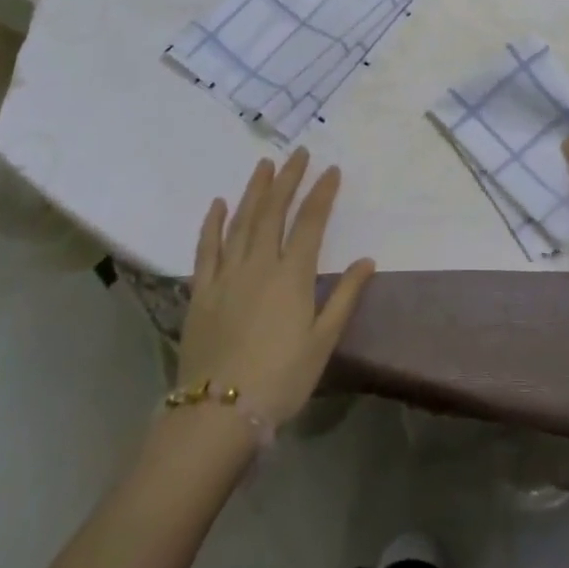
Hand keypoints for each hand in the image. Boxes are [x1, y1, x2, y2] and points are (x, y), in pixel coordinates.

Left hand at [176, 148, 374, 425]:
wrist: (218, 414)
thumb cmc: (280, 379)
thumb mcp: (322, 342)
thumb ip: (344, 297)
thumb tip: (367, 260)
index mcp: (292, 275)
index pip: (311, 222)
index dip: (322, 193)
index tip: (331, 169)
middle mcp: (259, 263)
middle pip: (274, 211)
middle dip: (288, 179)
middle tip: (298, 154)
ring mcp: (226, 274)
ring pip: (242, 221)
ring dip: (254, 190)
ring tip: (264, 165)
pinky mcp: (201, 291)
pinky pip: (206, 248)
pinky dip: (212, 223)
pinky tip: (218, 204)